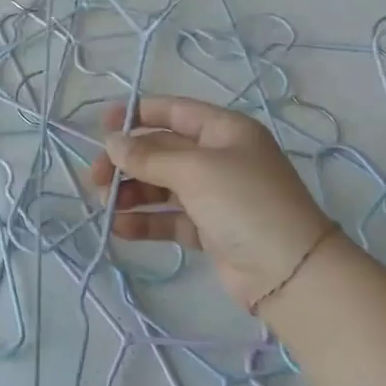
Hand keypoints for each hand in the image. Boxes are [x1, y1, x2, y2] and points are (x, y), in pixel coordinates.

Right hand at [90, 96, 335, 309]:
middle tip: (95, 177)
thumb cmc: (244, 203)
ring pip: (162, 185)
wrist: (290, 273)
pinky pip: (169, 217)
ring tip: (105, 205)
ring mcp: (215, 195)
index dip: (137, 114)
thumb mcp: (195, 170)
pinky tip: (120, 228)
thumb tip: (112, 143)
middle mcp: (219, 157)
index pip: (174, 112)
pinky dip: (145, 221)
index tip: (102, 127)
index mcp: (224, 131)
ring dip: (132, 192)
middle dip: (128, 161)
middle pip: (162, 150)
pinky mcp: (209, 229)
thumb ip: (149, 156)